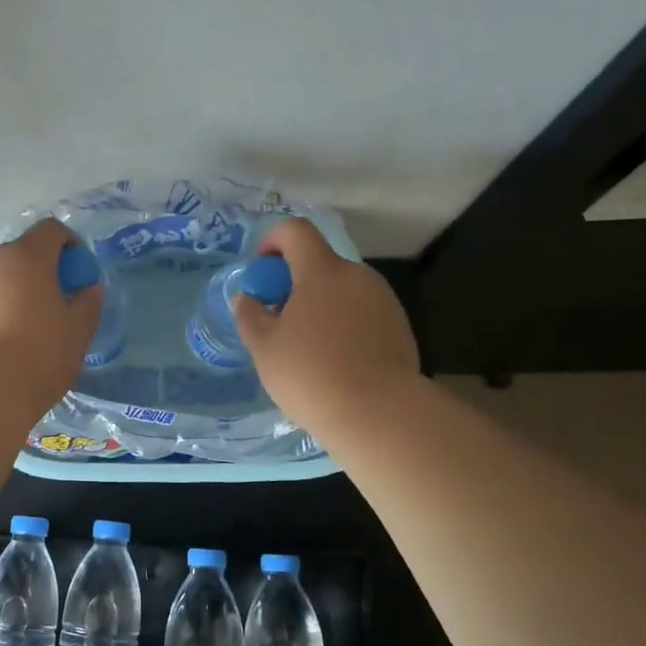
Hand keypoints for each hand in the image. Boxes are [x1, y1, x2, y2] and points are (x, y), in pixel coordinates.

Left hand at [0, 219, 103, 408]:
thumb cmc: (39, 356)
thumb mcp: (78, 332)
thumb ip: (88, 304)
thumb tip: (90, 290)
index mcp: (27, 257)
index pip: (51, 230)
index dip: (69, 245)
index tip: (78, 275)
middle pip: (20, 254)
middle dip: (39, 273)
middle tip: (53, 306)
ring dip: (11, 293)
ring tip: (22, 331)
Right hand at [232, 217, 421, 434]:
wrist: (378, 414)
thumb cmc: (310, 374)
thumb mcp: (264, 348)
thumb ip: (250, 315)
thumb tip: (246, 298)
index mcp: (322, 271)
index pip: (296, 231)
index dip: (272, 240)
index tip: (262, 272)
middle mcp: (357, 276)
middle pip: (320, 262)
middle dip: (295, 282)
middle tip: (279, 320)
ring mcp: (384, 300)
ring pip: (342, 289)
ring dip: (320, 304)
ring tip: (307, 347)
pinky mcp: (399, 326)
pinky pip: (362, 312)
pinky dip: (344, 324)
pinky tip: (336, 362)